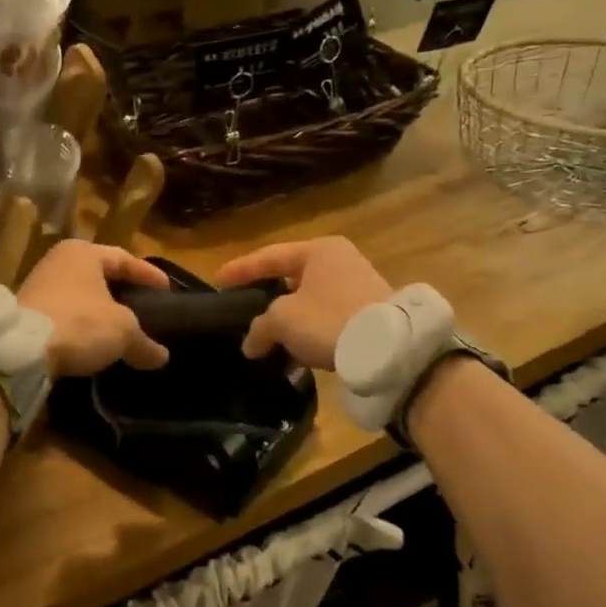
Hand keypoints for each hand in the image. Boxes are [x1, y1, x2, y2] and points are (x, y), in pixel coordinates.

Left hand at [17, 240, 170, 376]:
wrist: (20, 350)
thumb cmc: (79, 323)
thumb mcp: (122, 332)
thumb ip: (145, 343)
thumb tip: (161, 358)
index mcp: (83, 252)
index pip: (125, 258)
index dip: (149, 275)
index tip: (167, 290)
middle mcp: (58, 261)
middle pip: (101, 276)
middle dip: (123, 294)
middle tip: (145, 309)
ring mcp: (38, 285)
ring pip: (81, 296)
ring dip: (100, 312)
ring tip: (121, 330)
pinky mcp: (26, 311)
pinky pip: (64, 314)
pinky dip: (81, 325)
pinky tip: (93, 342)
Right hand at [214, 236, 391, 369]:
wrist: (389, 347)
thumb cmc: (329, 319)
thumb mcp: (283, 320)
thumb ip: (259, 327)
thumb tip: (250, 344)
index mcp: (318, 251)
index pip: (268, 257)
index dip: (240, 270)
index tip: (217, 281)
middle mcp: (339, 261)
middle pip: (289, 278)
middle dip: (264, 298)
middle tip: (241, 309)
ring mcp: (356, 286)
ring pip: (308, 302)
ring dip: (286, 321)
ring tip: (264, 340)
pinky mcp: (366, 313)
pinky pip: (325, 319)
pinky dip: (306, 333)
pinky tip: (292, 355)